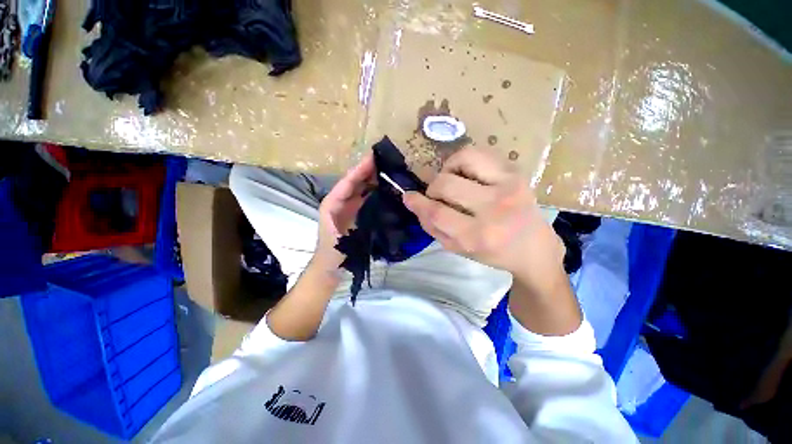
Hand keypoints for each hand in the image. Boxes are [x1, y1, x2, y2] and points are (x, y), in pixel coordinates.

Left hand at [312, 154, 375, 271]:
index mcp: (332, 204)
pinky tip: (385, 188)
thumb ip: (353, 225)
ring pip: (360, 188)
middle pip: (354, 182)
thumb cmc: (333, 253)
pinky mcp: (356, 213)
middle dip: (367, 170)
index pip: (347, 183)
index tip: (373, 158)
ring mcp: (348, 207)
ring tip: (388, 169)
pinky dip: (374, 191)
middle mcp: (340, 201)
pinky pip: (365, 198)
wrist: (330, 266)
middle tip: (385, 159)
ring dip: (372, 178)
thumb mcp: (341, 240)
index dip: (359, 170)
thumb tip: (371, 211)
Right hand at [402, 148, 564, 295]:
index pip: (437, 213)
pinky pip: (479, 153)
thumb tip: (413, 201)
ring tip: (451, 180)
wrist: (534, 247)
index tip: (408, 197)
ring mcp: (508, 185)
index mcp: (478, 236)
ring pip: (463, 159)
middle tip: (437, 196)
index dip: (418, 203)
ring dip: (448, 170)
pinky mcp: (516, 172)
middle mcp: (495, 208)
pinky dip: (463, 160)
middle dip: (433, 189)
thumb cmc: (492, 252)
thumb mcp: (457, 249)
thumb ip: (432, 227)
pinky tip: (465, 173)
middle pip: (446, 184)